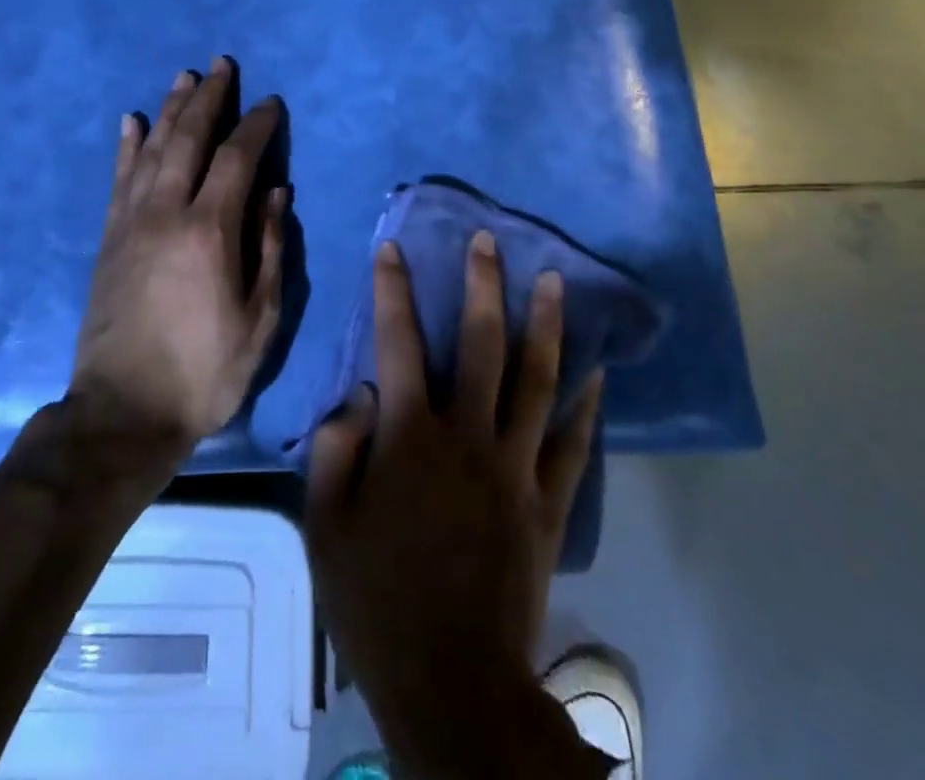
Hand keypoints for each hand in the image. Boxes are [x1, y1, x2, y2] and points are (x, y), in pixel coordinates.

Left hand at [70, 58, 287, 452]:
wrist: (123, 412)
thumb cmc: (205, 371)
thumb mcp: (259, 319)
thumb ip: (269, 248)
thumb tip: (277, 191)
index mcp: (209, 231)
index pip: (237, 158)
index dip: (256, 125)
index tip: (270, 103)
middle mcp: (166, 212)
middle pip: (189, 139)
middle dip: (209, 98)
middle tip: (222, 65)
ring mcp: (131, 222)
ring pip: (151, 149)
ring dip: (170, 109)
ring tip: (184, 78)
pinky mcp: (109, 238)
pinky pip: (118, 178)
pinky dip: (127, 145)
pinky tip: (132, 120)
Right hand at [306, 231, 604, 756]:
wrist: (451, 682)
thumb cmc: (376, 600)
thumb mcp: (326, 524)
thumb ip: (337, 447)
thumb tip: (361, 393)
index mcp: (410, 437)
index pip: (398, 342)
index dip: (393, 290)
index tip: (392, 249)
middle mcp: (467, 436)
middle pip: (481, 344)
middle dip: (483, 285)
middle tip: (489, 241)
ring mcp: (515, 467)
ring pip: (537, 380)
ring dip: (545, 325)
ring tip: (553, 280)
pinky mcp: (547, 503)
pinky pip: (572, 444)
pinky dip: (586, 404)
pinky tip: (598, 372)